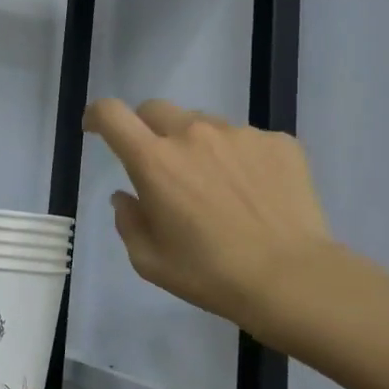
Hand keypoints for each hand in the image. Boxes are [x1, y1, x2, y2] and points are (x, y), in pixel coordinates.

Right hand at [83, 98, 335, 334]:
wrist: (292, 279)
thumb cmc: (211, 275)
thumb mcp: (150, 261)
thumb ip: (128, 221)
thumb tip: (126, 196)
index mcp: (155, 161)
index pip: (113, 114)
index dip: (97, 115)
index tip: (96, 127)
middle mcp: (193, 134)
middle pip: (156, 110)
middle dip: (148, 130)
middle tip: (161, 166)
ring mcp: (239, 133)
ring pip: (204, 125)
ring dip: (198, 146)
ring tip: (218, 189)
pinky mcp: (277, 141)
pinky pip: (246, 141)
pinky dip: (240, 159)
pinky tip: (254, 194)